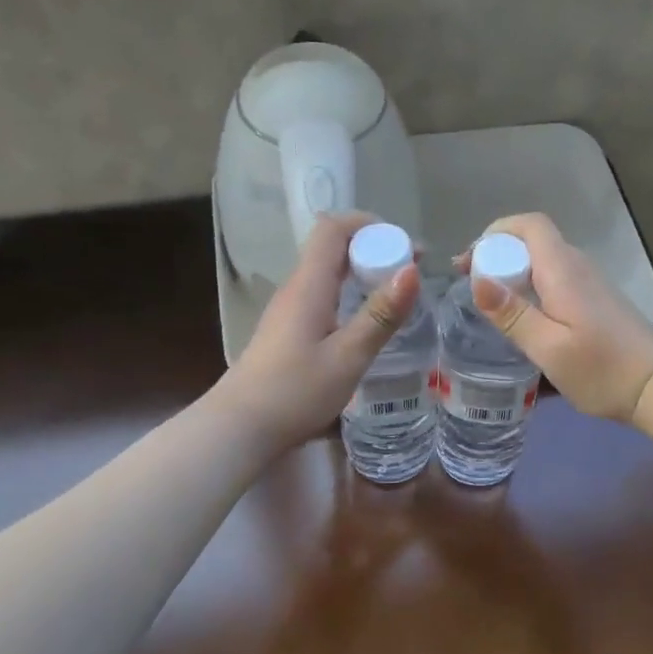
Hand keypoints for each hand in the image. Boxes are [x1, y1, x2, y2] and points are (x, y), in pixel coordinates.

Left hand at [221, 213, 421, 449]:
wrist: (240, 429)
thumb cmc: (295, 392)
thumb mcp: (348, 356)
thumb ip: (380, 314)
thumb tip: (412, 270)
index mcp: (309, 286)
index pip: (333, 228)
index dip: (369, 225)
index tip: (404, 244)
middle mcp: (297, 289)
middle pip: (333, 248)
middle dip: (375, 249)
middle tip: (412, 270)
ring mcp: (290, 310)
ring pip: (329, 273)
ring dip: (364, 273)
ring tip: (399, 293)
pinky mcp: (289, 331)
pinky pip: (325, 296)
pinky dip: (352, 295)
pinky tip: (369, 321)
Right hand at [459, 212, 652, 424]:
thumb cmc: (602, 371)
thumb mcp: (549, 348)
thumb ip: (513, 314)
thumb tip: (477, 279)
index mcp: (564, 270)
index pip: (530, 225)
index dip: (496, 233)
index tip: (471, 262)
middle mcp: (579, 266)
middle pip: (534, 240)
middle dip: (498, 254)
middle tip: (472, 285)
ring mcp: (592, 283)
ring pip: (545, 261)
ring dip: (515, 271)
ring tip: (491, 303)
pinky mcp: (598, 300)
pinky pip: (556, 278)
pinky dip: (533, 286)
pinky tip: (526, 317)